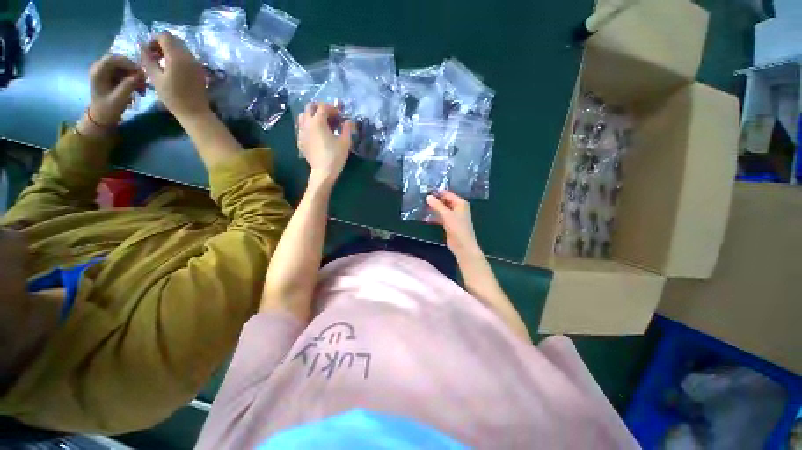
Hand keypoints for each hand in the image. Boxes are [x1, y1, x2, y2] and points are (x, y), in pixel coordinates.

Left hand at [88, 54, 145, 124]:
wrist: (101, 117)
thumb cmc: (108, 109)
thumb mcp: (119, 99)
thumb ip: (128, 85)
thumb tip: (140, 75)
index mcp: (98, 72)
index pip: (113, 59)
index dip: (128, 63)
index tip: (140, 73)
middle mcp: (100, 68)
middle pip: (119, 61)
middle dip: (133, 70)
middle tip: (143, 80)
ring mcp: (105, 71)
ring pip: (123, 66)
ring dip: (135, 75)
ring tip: (142, 87)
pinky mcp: (111, 75)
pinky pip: (124, 72)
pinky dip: (133, 78)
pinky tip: (138, 87)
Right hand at [141, 32, 208, 119]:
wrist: (195, 112)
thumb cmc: (173, 97)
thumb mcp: (155, 78)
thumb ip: (148, 60)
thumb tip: (142, 47)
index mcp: (177, 56)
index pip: (165, 36)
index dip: (154, 39)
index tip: (148, 51)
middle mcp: (189, 56)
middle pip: (174, 39)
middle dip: (162, 44)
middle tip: (154, 56)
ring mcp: (197, 63)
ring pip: (182, 47)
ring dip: (170, 50)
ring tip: (161, 63)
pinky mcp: (200, 70)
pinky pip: (188, 56)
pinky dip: (178, 56)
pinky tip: (172, 68)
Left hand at [297, 103, 354, 185]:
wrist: (323, 172)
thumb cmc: (335, 156)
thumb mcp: (345, 142)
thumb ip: (347, 128)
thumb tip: (349, 121)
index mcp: (318, 121)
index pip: (323, 107)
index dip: (332, 108)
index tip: (340, 114)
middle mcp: (307, 123)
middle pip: (309, 107)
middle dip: (320, 108)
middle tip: (330, 115)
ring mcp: (301, 132)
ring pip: (303, 116)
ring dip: (312, 115)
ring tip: (322, 123)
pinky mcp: (300, 141)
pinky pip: (301, 127)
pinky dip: (308, 125)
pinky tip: (316, 134)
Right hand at [426, 191, 481, 257]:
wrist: (462, 245)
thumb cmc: (457, 228)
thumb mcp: (447, 215)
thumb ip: (437, 205)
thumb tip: (428, 196)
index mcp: (460, 203)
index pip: (447, 194)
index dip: (437, 192)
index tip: (425, 190)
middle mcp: (457, 208)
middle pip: (444, 201)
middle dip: (434, 200)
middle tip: (421, 198)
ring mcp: (453, 216)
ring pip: (442, 209)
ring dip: (433, 209)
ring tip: (421, 206)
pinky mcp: (449, 223)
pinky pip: (440, 217)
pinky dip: (434, 216)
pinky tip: (425, 217)